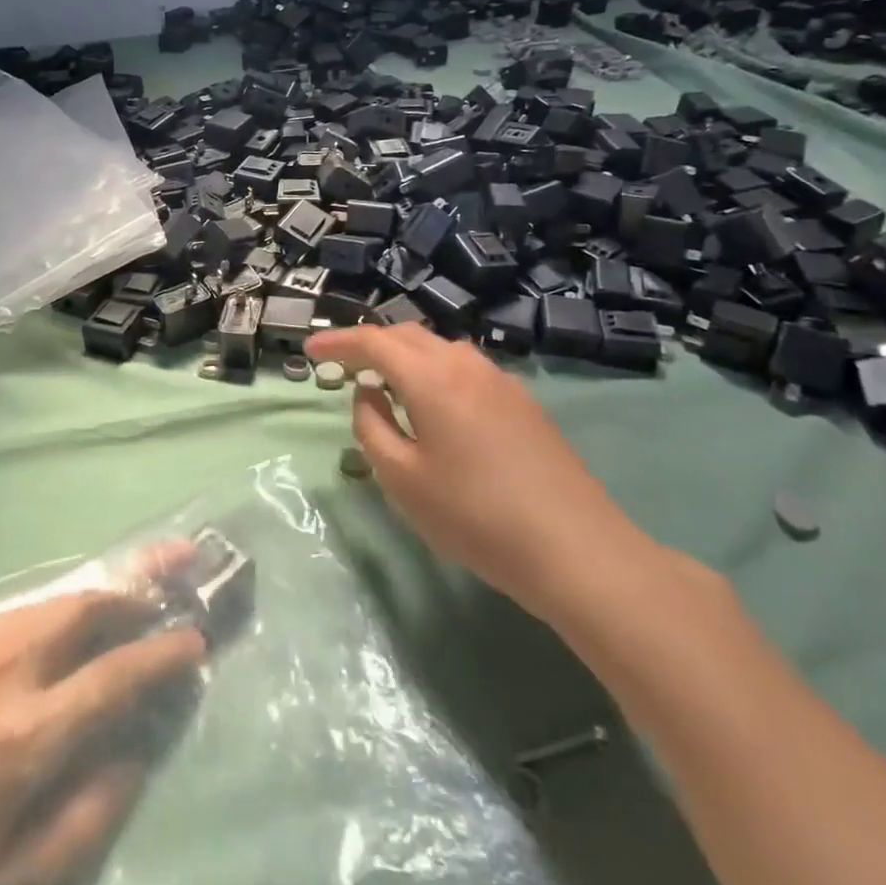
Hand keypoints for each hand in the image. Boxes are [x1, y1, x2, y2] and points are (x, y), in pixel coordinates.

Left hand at [0, 550, 206, 884]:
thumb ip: (75, 825)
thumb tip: (133, 761)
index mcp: (24, 735)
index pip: (121, 673)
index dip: (168, 652)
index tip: (199, 638)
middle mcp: (0, 667)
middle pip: (89, 604)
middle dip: (144, 578)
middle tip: (185, 558)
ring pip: (48, 600)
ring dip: (98, 589)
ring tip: (133, 582)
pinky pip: (5, 615)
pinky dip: (46, 611)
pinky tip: (48, 629)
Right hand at [305, 322, 658, 622]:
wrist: (575, 548)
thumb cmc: (475, 516)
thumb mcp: (403, 480)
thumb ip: (371, 429)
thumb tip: (368, 395)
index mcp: (431, 378)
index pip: (373, 342)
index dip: (338, 341)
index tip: (309, 348)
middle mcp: (465, 365)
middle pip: (408, 336)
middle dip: (371, 344)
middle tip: (344, 366)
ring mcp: (500, 380)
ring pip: (440, 349)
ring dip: (405, 356)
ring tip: (387, 385)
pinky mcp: (523, 402)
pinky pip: (465, 369)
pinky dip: (435, 372)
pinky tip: (435, 407)